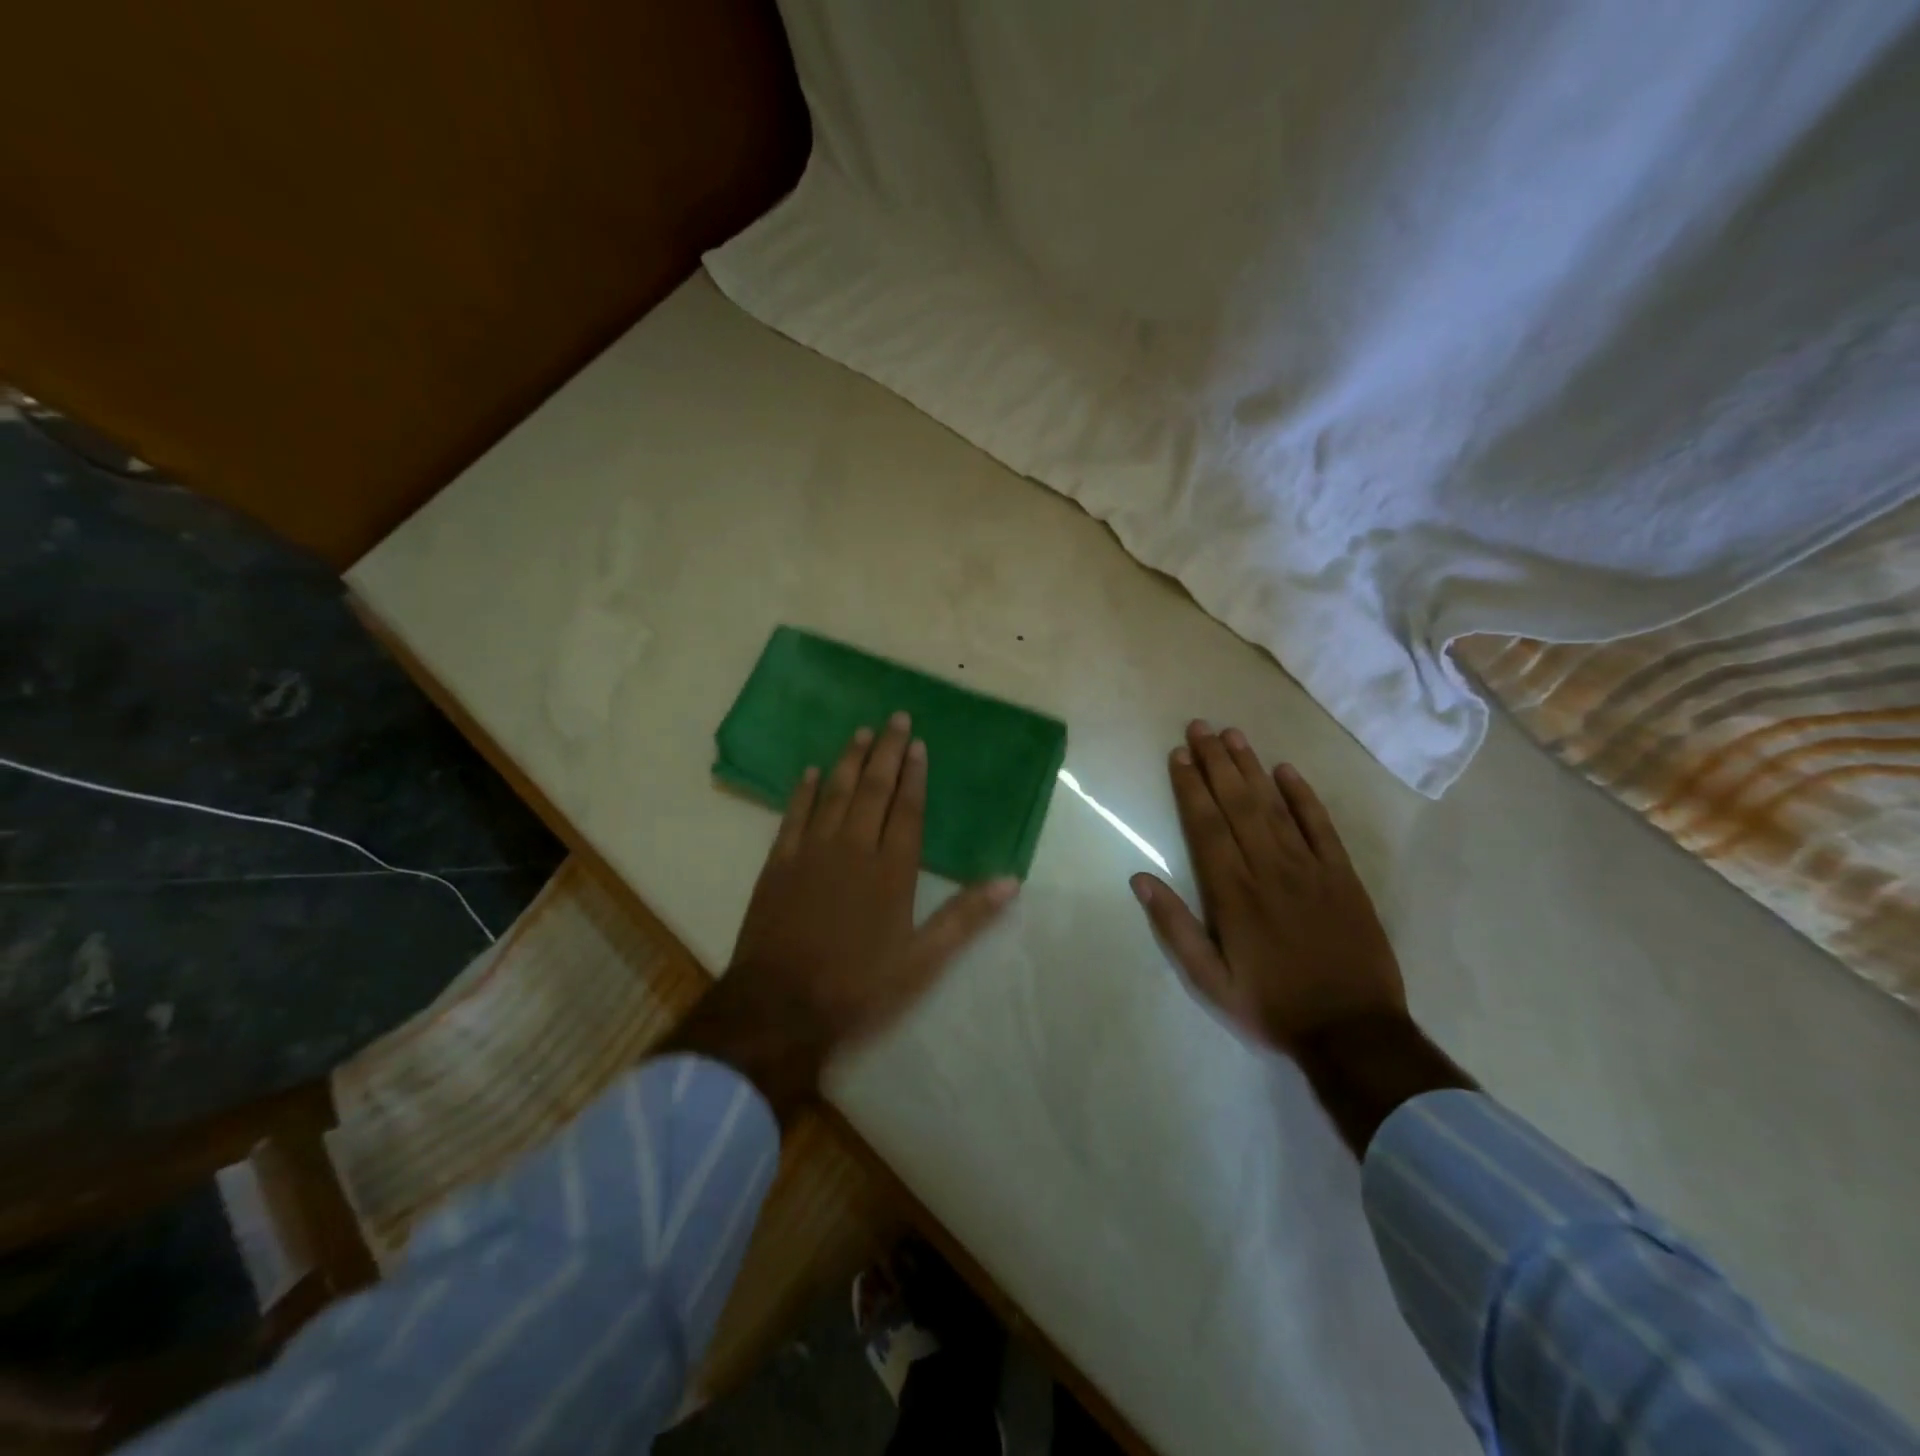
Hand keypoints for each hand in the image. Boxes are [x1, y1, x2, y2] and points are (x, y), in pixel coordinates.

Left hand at [668, 713, 1018, 1116]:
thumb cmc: (858, 985)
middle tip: (894, 718)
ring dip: (849, 761)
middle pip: (873, 790)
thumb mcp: (922, 960)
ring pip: (834, 793)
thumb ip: (965, 917)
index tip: (918, 744)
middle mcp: (853, 849)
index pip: (906, 809)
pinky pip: (793, 815)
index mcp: (891, 870)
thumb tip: (1012, 881)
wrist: (780, 1006)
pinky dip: (803, 791)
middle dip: (886, 752)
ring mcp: (812, 852)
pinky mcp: (779, 863)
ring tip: (860, 732)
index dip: (914, 775)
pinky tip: (810, 772)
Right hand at [1131, 720, 1405, 1053]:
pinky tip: (1287, 770)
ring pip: (1274, 806)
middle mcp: (1268, 869)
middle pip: (1237, 804)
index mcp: (1232, 893)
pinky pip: (1321, 826)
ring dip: (1251, 768)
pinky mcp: (1342, 876)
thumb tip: (1140, 878)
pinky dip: (1303, 796)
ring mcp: (1309, 868)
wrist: (1353, 1031)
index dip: (1190, 787)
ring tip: (1233, 735)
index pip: (1205, 826)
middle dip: (1215, 762)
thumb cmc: (1271, 1005)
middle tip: (1200, 726)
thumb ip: (1174, 927)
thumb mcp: (1210, 980)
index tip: (1178, 754)